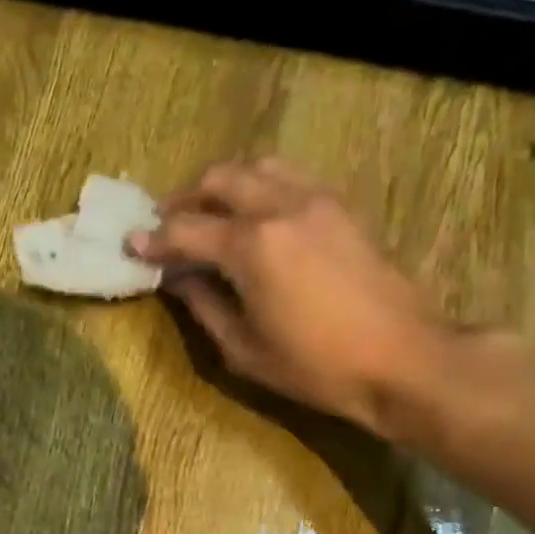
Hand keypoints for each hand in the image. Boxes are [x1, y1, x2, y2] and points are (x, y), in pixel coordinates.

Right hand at [128, 158, 448, 435]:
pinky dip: (260, 187)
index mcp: (252, 246)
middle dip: (185, 198)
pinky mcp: (341, 208)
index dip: (153, 239)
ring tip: (209, 214)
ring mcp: (317, 201)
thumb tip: (177, 278)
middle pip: (220, 179)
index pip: (186, 230)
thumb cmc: (316, 366)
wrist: (403, 359)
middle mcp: (281, 207)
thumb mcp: (244, 348)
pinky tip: (254, 218)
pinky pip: (289, 178)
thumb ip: (203, 305)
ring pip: (258, 167)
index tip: (131, 244)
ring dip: (224, 184)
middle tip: (167, 225)